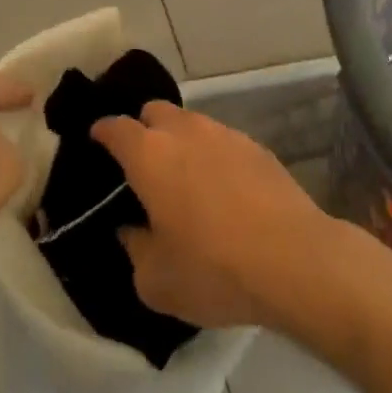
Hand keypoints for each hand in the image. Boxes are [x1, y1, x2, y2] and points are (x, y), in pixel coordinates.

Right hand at [92, 102, 339, 330]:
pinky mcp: (257, 147)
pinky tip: (222, 189)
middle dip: (143, 128)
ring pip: (192, 123)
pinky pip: (223, 141)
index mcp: (150, 155)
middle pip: (155, 111)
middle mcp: (185, 132)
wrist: (295, 260)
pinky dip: (213, 156)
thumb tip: (132, 230)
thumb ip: (134, 249)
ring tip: (184, 178)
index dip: (102, 132)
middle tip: (142, 164)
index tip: (96, 142)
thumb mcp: (156, 281)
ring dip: (180, 141)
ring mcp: (225, 135)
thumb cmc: (213, 270)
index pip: (116, 128)